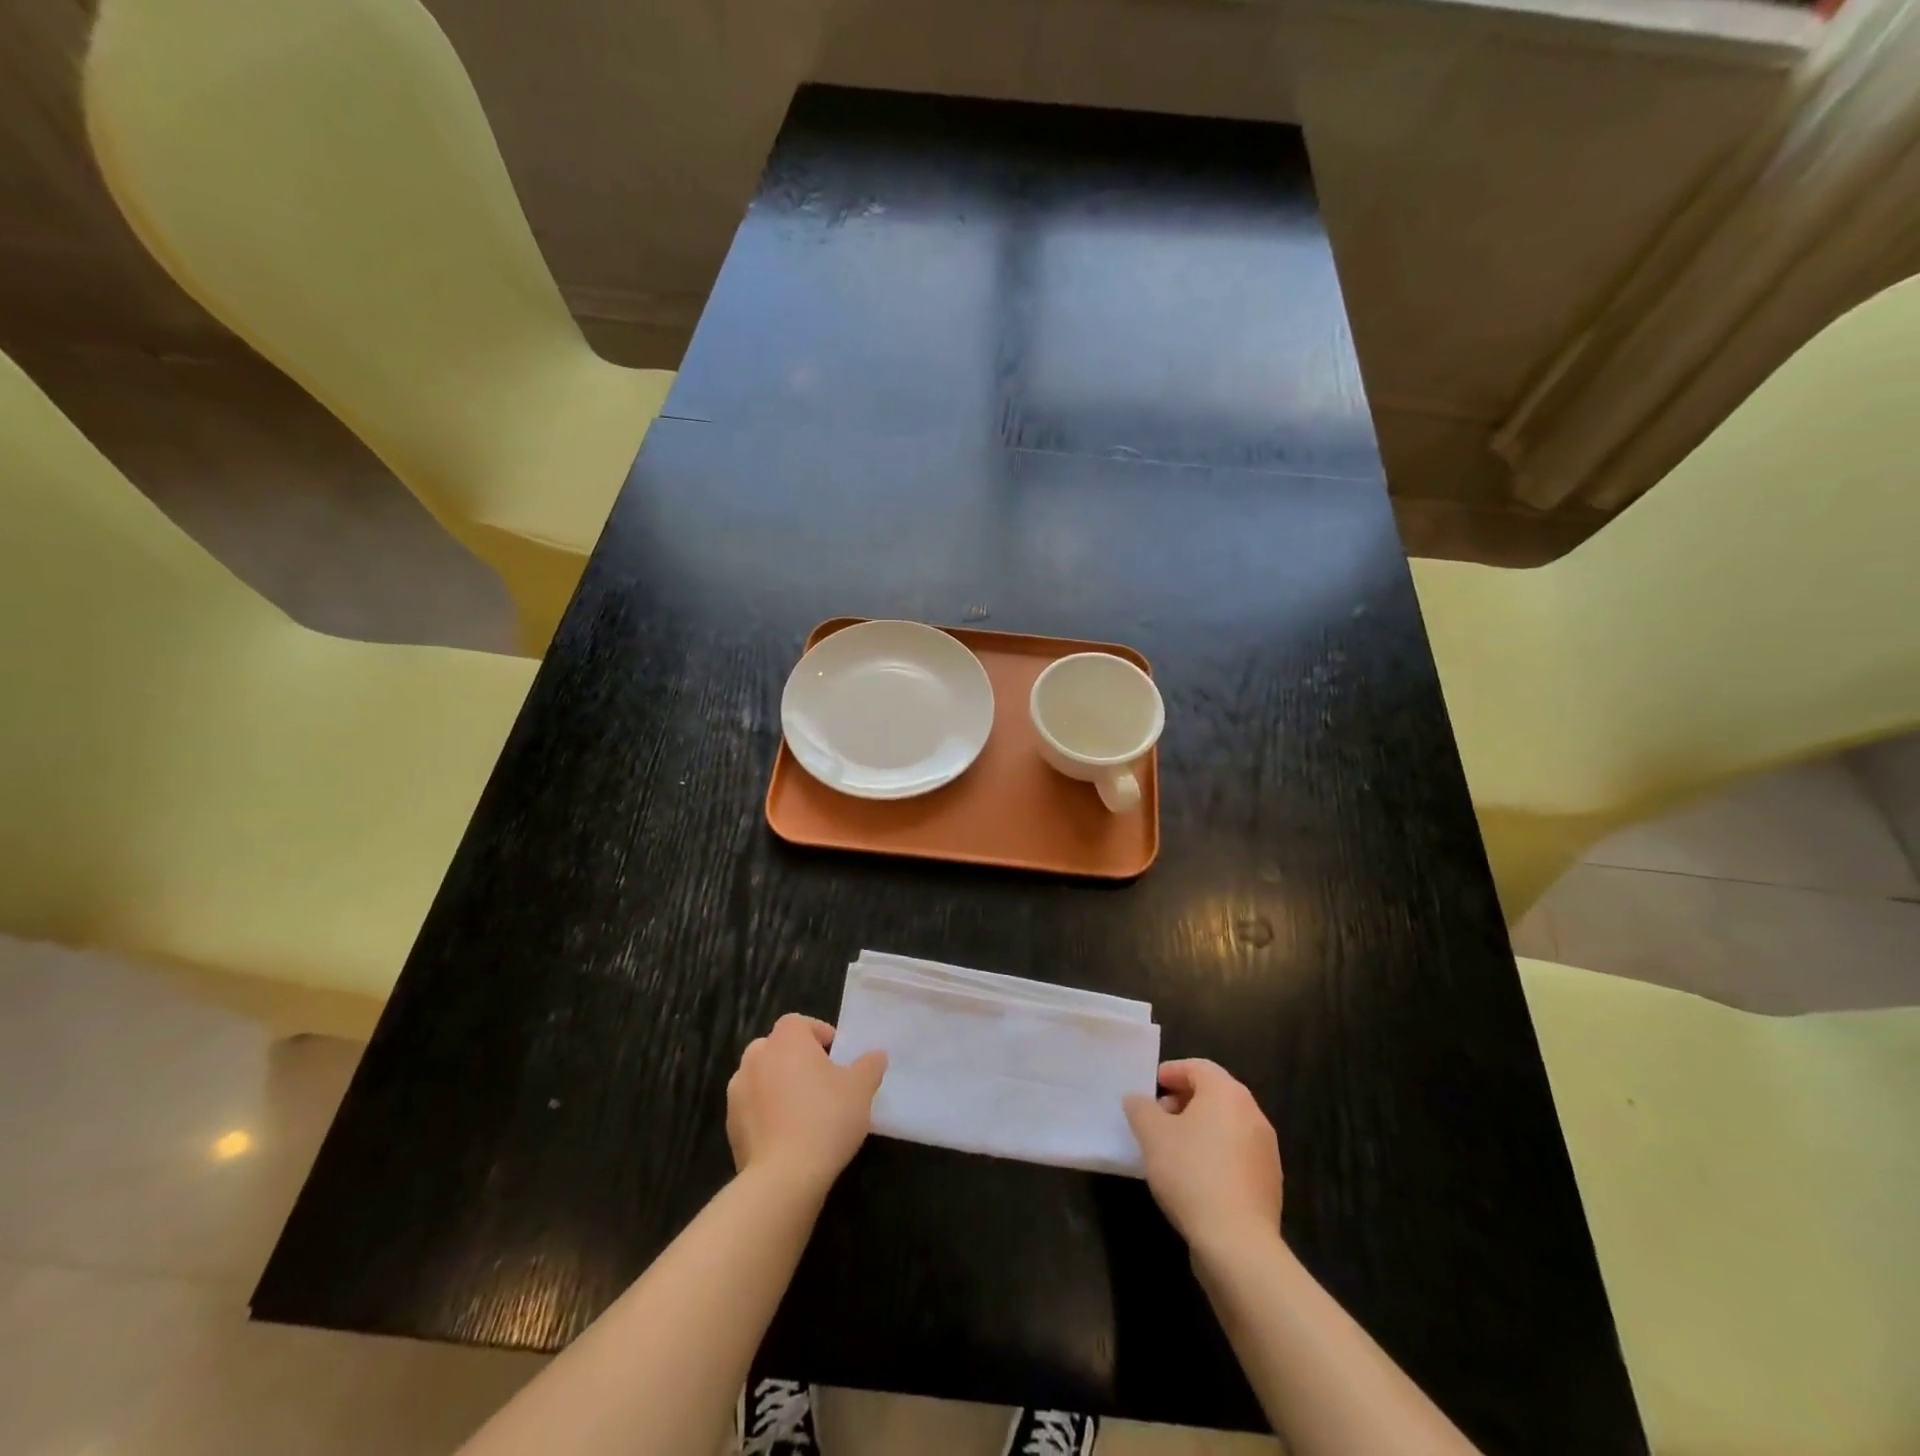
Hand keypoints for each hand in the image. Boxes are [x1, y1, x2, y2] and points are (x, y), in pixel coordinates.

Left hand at [726, 1014, 886, 1198]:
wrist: (783, 1177)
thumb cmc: (826, 1118)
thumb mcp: (861, 1089)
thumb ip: (869, 1066)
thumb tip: (876, 1056)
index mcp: (786, 1039)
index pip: (799, 1023)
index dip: (819, 1035)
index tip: (836, 1057)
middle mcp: (756, 1057)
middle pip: (777, 1047)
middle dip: (796, 1059)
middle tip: (821, 1082)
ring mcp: (738, 1091)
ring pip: (761, 1077)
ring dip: (778, 1085)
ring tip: (803, 1110)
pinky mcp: (730, 1124)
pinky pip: (752, 1107)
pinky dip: (766, 1113)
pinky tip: (787, 1135)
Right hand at [1124, 1059, 1282, 1255]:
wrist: (1238, 1243)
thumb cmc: (1191, 1173)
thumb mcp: (1151, 1135)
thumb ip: (1140, 1108)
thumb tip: (1138, 1100)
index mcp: (1227, 1093)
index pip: (1198, 1067)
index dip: (1171, 1073)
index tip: (1150, 1089)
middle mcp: (1253, 1113)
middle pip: (1215, 1094)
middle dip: (1184, 1101)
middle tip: (1158, 1118)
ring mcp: (1266, 1150)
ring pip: (1227, 1125)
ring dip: (1199, 1128)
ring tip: (1172, 1149)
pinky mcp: (1269, 1182)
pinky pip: (1237, 1154)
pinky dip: (1215, 1154)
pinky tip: (1195, 1177)